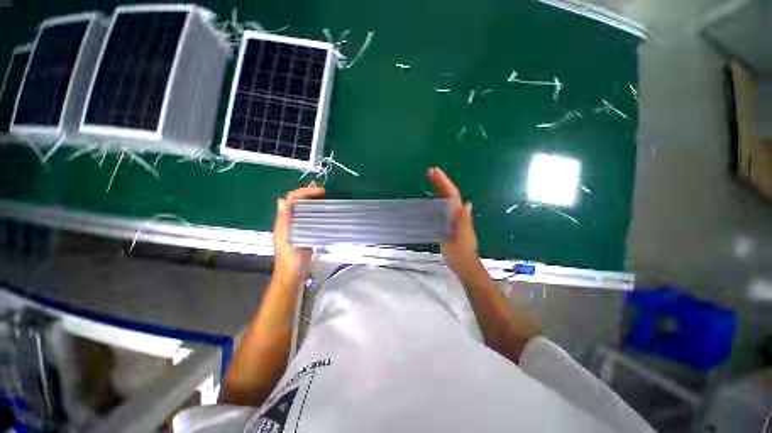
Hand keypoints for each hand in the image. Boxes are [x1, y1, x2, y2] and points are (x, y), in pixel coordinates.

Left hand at [273, 183, 325, 284]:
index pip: (291, 199)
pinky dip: (315, 209)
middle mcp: (289, 220)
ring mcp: (297, 226)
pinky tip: (322, 209)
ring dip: (311, 199)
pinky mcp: (304, 231)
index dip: (304, 192)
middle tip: (322, 189)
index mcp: (283, 221)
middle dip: (307, 192)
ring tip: (322, 194)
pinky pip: (308, 216)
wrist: (293, 274)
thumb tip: (282, 200)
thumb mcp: (285, 239)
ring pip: (302, 207)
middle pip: (296, 201)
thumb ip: (283, 221)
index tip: (320, 191)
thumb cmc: (290, 258)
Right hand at [427, 167, 480, 278]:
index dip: (445, 183)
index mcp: (460, 215)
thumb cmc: (462, 252)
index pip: (453, 195)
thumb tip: (467, 204)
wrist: (463, 264)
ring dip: (439, 188)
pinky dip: (437, 199)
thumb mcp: (462, 238)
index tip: (435, 172)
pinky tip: (430, 197)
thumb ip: (464, 222)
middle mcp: (457, 213)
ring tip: (430, 179)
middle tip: (430, 171)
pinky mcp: (447, 223)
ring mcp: (452, 218)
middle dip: (441, 182)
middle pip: (449, 194)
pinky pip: (442, 207)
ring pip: (446, 199)